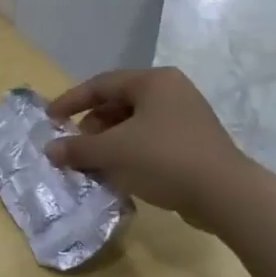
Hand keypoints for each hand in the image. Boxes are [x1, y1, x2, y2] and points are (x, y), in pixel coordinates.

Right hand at [45, 69, 250, 232]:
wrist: (225, 195)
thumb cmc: (165, 159)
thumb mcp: (113, 151)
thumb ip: (77, 148)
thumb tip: (50, 150)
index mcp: (153, 82)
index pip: (101, 84)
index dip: (71, 101)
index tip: (49, 119)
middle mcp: (171, 91)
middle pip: (118, 103)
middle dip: (91, 126)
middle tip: (75, 147)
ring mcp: (185, 116)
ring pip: (133, 123)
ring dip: (108, 142)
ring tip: (93, 163)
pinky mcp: (192, 142)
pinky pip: (149, 140)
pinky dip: (128, 152)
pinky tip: (118, 173)